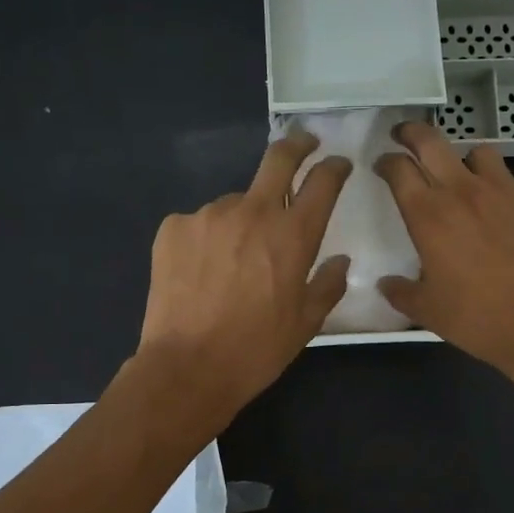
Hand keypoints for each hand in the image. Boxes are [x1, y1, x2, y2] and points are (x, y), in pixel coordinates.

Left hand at [135, 134, 351, 422]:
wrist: (188, 368)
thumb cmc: (257, 350)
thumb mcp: (306, 324)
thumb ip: (328, 284)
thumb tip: (340, 261)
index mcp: (293, 235)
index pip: (322, 182)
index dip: (334, 167)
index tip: (338, 164)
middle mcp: (252, 212)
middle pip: (279, 158)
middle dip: (297, 145)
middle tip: (304, 145)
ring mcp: (208, 215)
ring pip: (235, 203)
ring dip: (243, 218)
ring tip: (234, 262)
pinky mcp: (174, 228)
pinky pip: (200, 224)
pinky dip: (208, 239)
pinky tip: (203, 273)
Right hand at [374, 122, 513, 390]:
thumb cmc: (478, 318)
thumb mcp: (428, 312)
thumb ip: (402, 293)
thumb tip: (385, 284)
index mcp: (429, 215)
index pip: (399, 169)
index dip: (386, 161)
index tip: (383, 164)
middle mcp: (464, 191)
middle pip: (432, 141)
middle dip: (413, 133)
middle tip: (406, 136)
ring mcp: (507, 188)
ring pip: (480, 154)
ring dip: (467, 163)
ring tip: (468, 180)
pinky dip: (511, 192)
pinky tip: (513, 214)